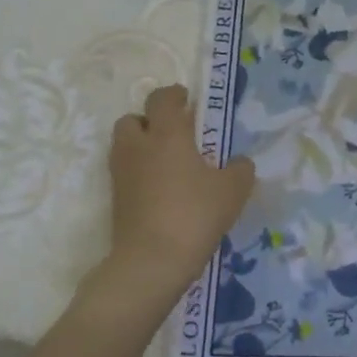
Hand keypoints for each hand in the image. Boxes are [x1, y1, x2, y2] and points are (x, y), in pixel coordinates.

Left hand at [96, 85, 255, 313]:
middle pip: (133, 119)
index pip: (162, 99)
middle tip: (175, 135)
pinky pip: (126, 173)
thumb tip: (239, 162)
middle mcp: (138, 147)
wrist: (151, 261)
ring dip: (142, 146)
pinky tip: (163, 190)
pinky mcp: (116, 200)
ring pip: (125, 146)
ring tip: (169, 164)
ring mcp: (122, 174)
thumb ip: (240, 169)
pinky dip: (140, 174)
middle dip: (150, 121)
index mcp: (167, 134)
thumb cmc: (195, 214)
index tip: (188, 101)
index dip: (174, 95)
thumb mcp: (233, 190)